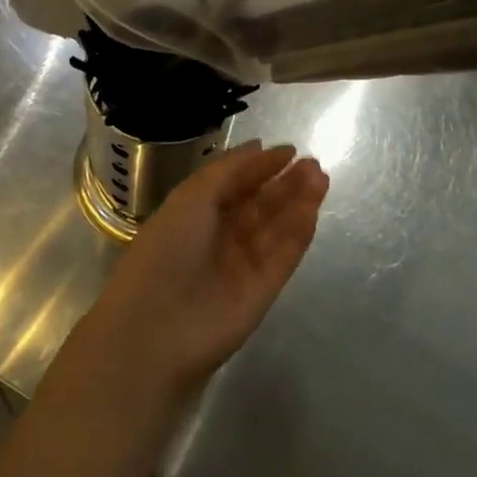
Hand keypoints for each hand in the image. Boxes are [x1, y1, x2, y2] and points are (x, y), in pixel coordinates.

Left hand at [74, 142, 328, 406]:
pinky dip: (298, 232)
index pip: (234, 185)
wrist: (156, 329)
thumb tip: (259, 147)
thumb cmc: (166, 250)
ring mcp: (242, 266)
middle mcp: (219, 238)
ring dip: (298, 202)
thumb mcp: (192, 197)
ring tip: (320, 176)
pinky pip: (284, 256)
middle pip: (259, 205)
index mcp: (194, 214)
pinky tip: (313, 207)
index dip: (259, 167)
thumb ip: (229, 170)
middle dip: (285, 183)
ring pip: (276, 228)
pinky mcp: (263, 292)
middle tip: (313, 163)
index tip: (289, 150)